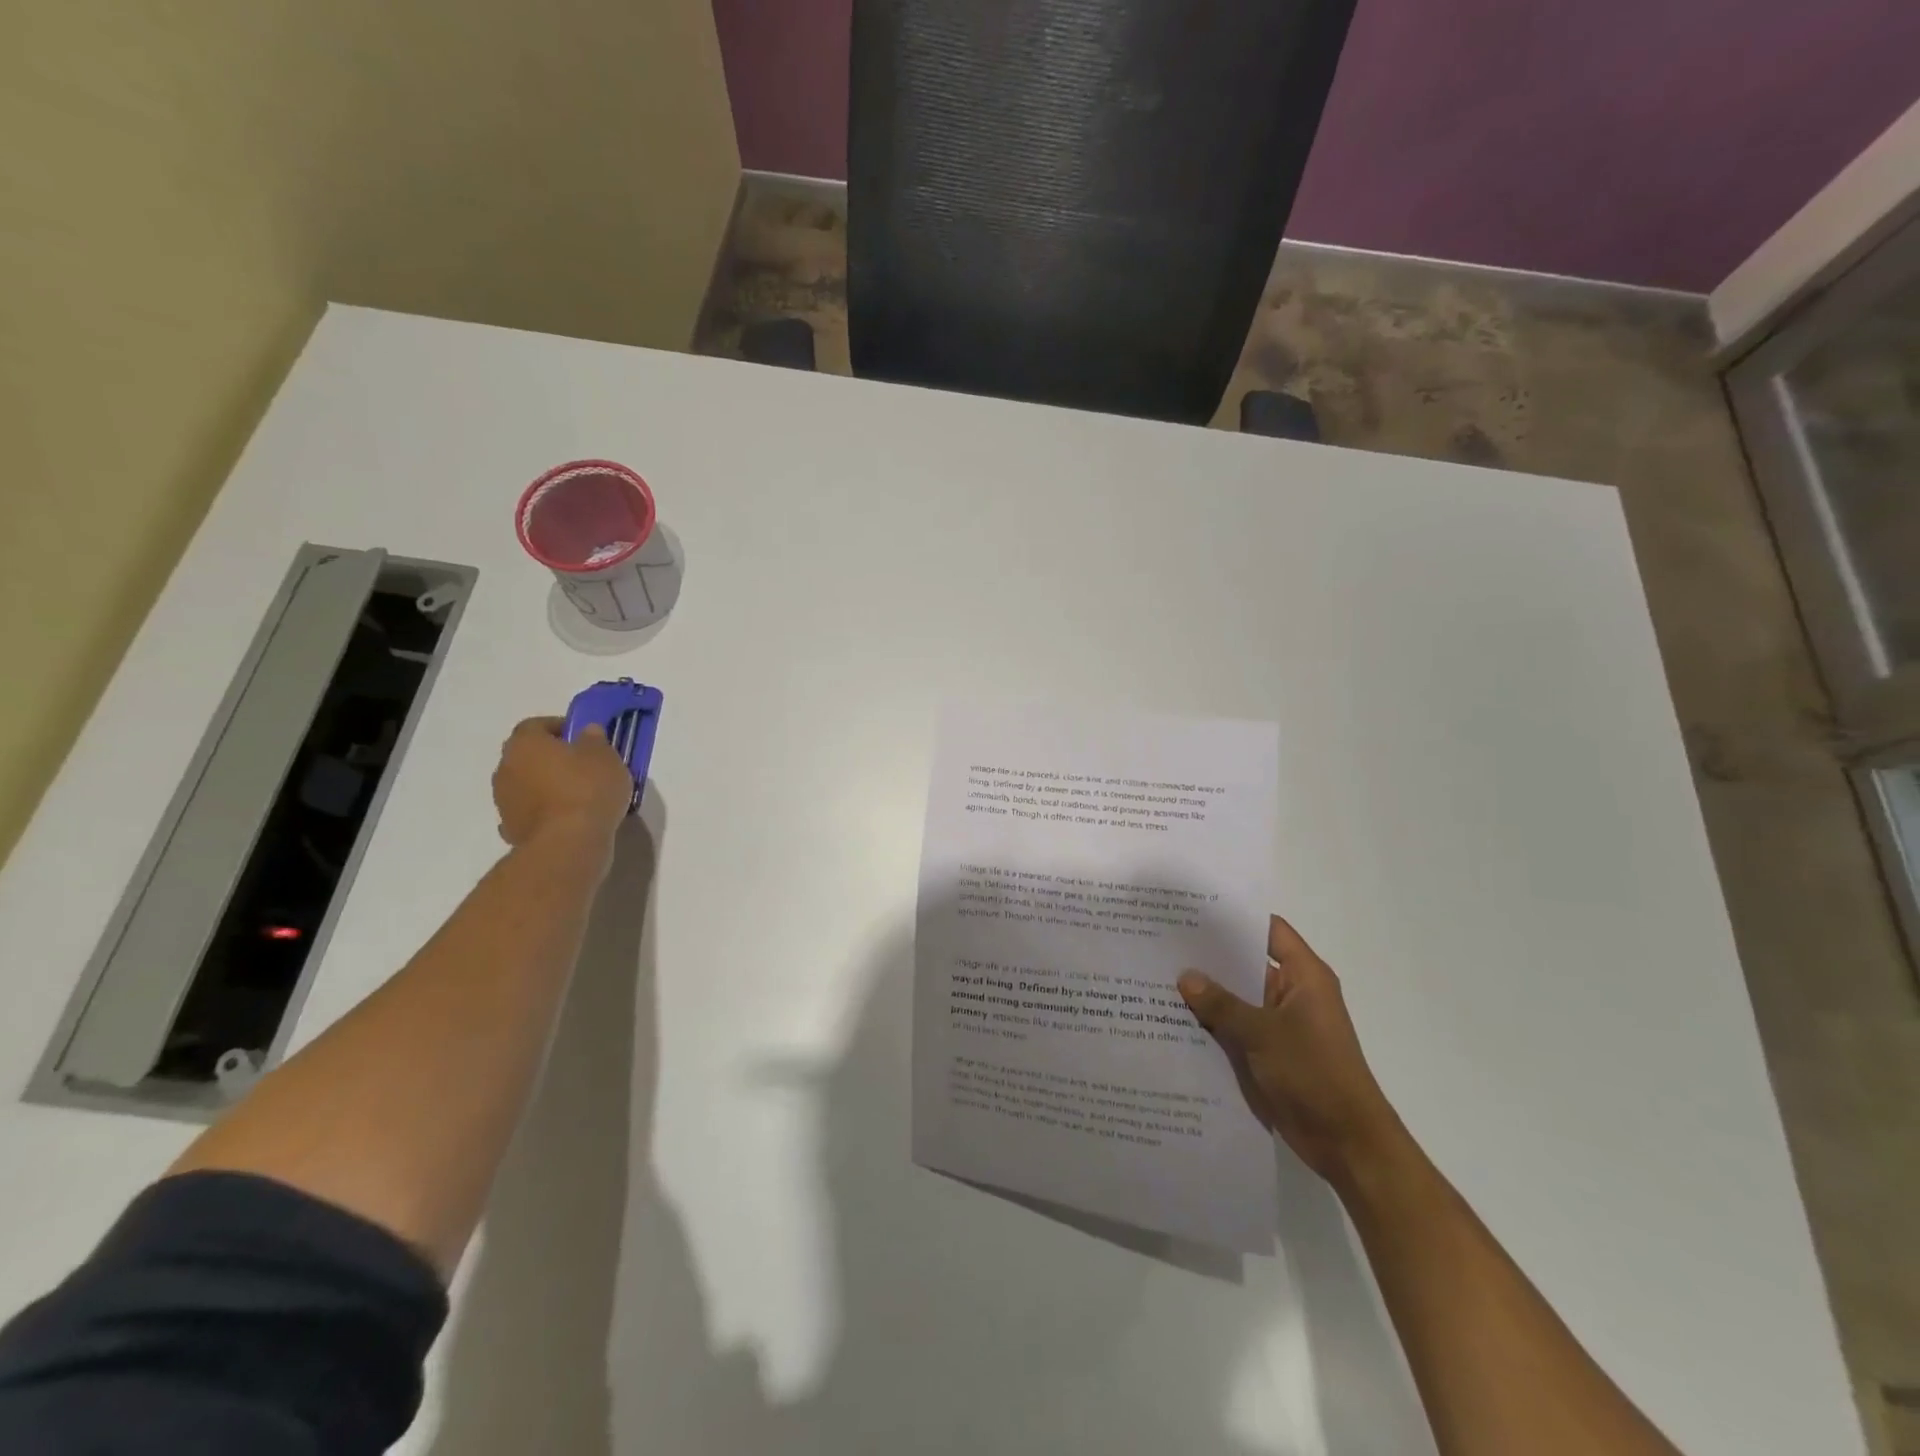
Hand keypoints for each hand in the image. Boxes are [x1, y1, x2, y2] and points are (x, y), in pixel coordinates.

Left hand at [491, 716, 632, 850]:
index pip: (536, 725)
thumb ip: (594, 740)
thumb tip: (587, 732)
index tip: (584, 737)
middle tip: (583, 766)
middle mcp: (505, 768)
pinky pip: (529, 812)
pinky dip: (544, 812)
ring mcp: (504, 802)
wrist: (568, 844)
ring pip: (527, 785)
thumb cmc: (587, 790)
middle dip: (552, 758)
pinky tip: (567, 819)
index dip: (560, 727)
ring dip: (546, 786)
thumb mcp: (605, 757)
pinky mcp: (511, 830)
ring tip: (580, 796)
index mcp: (524, 744)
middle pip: (528, 755)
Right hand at [1179, 916, 1405, 1185]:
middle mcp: (1291, 993)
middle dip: (1209, 956)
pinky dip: (1210, 1023)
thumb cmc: (1314, 1074)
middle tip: (1162, 941)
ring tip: (1156, 975)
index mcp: (1303, 977)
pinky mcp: (1268, 1052)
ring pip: (1236, 997)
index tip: (1194, 909)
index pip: (1268, 931)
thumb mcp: (1263, 1033)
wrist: (1346, 1143)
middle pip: (1246, 963)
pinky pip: (1234, 1027)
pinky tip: (1171, 1018)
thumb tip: (1185, 976)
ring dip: (1206, 992)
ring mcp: (1279, 1024)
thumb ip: (1221, 1004)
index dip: (1235, 917)